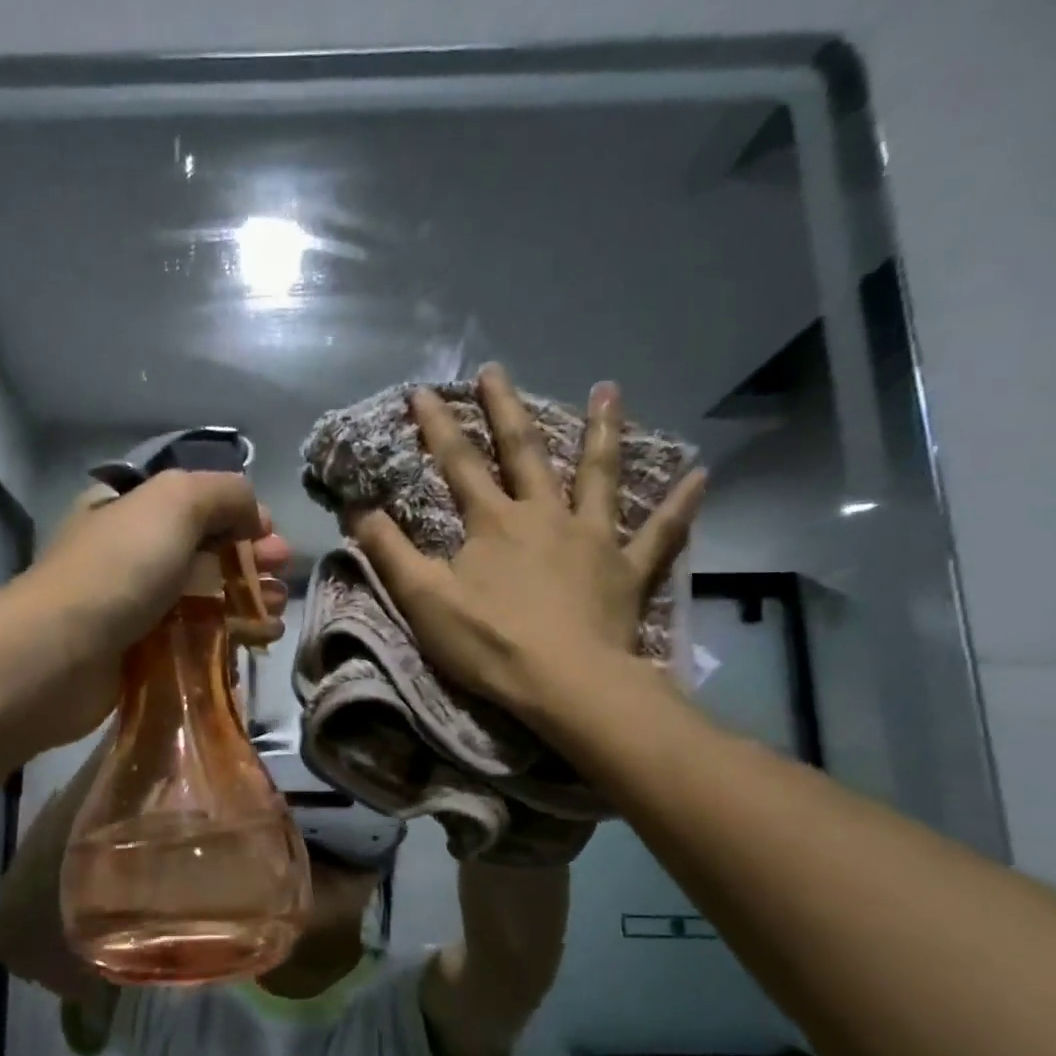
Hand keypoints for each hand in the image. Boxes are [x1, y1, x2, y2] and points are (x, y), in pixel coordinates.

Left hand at [19, 471, 291, 745]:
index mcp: (129, 506)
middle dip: (250, 556)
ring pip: (206, 594)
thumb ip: (224, 493)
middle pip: (205, 548)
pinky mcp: (143, 651)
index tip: (269, 533)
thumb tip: (253, 516)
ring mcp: (135, 603)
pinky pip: (197, 636)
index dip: (238, 512)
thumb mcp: (175, 501)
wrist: (60, 655)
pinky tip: (260, 637)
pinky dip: (232, 633)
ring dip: (248, 597)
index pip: (194, 501)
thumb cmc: (119, 568)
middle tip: (280, 570)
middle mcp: (131, 551)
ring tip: (275, 609)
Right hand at [347, 362, 703, 726]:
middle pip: (524, 452)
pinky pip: (660, 532)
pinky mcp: (627, 571)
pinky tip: (700, 476)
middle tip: (496, 370)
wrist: (565, 685)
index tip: (421, 390)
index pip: (458, 463)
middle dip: (505, 409)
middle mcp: (544, 515)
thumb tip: (356, 508)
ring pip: (598, 475)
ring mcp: (592, 539)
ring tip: (608, 390)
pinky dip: (679, 505)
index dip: (437, 426)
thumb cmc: (489, 643)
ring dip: (602, 431)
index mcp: (494, 522)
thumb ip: (388, 551)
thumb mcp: (422, 599)